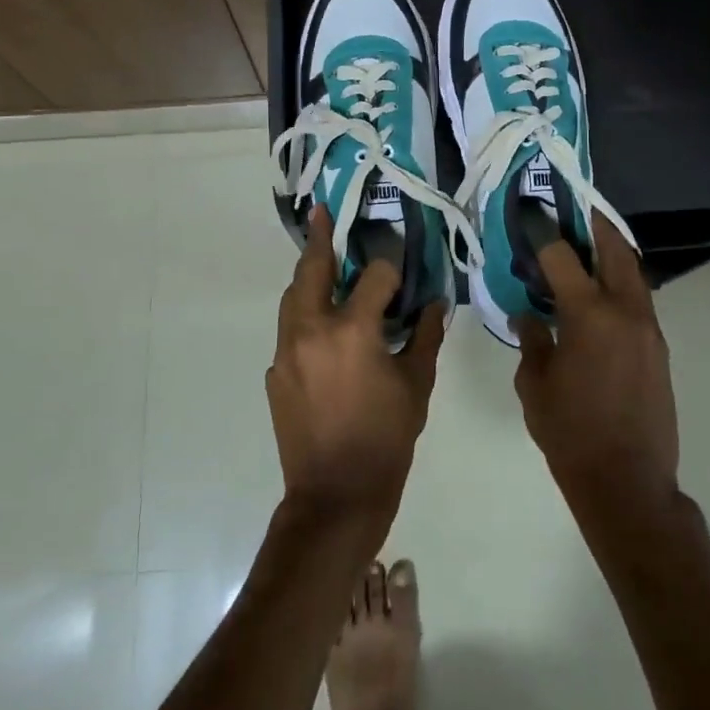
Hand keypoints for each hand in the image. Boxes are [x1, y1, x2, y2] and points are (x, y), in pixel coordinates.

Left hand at [267, 209, 445, 531]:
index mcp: (352, 330)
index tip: (401, 273)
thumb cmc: (386, 439)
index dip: (391, 270)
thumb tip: (435, 304)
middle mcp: (312, 330)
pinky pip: (289, 330)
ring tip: (321, 259)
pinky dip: (304, 316)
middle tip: (323, 213)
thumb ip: (425, 336)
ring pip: (293, 297)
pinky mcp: (275, 372)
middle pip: (313, 270)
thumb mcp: (417, 386)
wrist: (335, 495)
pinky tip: (322, 327)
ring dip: (308, 276)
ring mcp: (286, 351)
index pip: (374, 277)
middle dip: (321, 240)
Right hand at [512, 214, 677, 518]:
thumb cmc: (570, 432)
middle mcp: (625, 311)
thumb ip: (532, 340)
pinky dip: (620, 285)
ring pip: (633, 274)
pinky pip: (639, 301)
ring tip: (586, 249)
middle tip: (573, 213)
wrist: (627, 481)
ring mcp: (648, 329)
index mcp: (589, 315)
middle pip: (615, 250)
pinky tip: (598, 299)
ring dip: (611, 254)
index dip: (543, 233)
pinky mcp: (659, 349)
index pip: (563, 256)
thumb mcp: (535, 384)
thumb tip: (529, 316)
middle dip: (594, 226)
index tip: (530, 216)